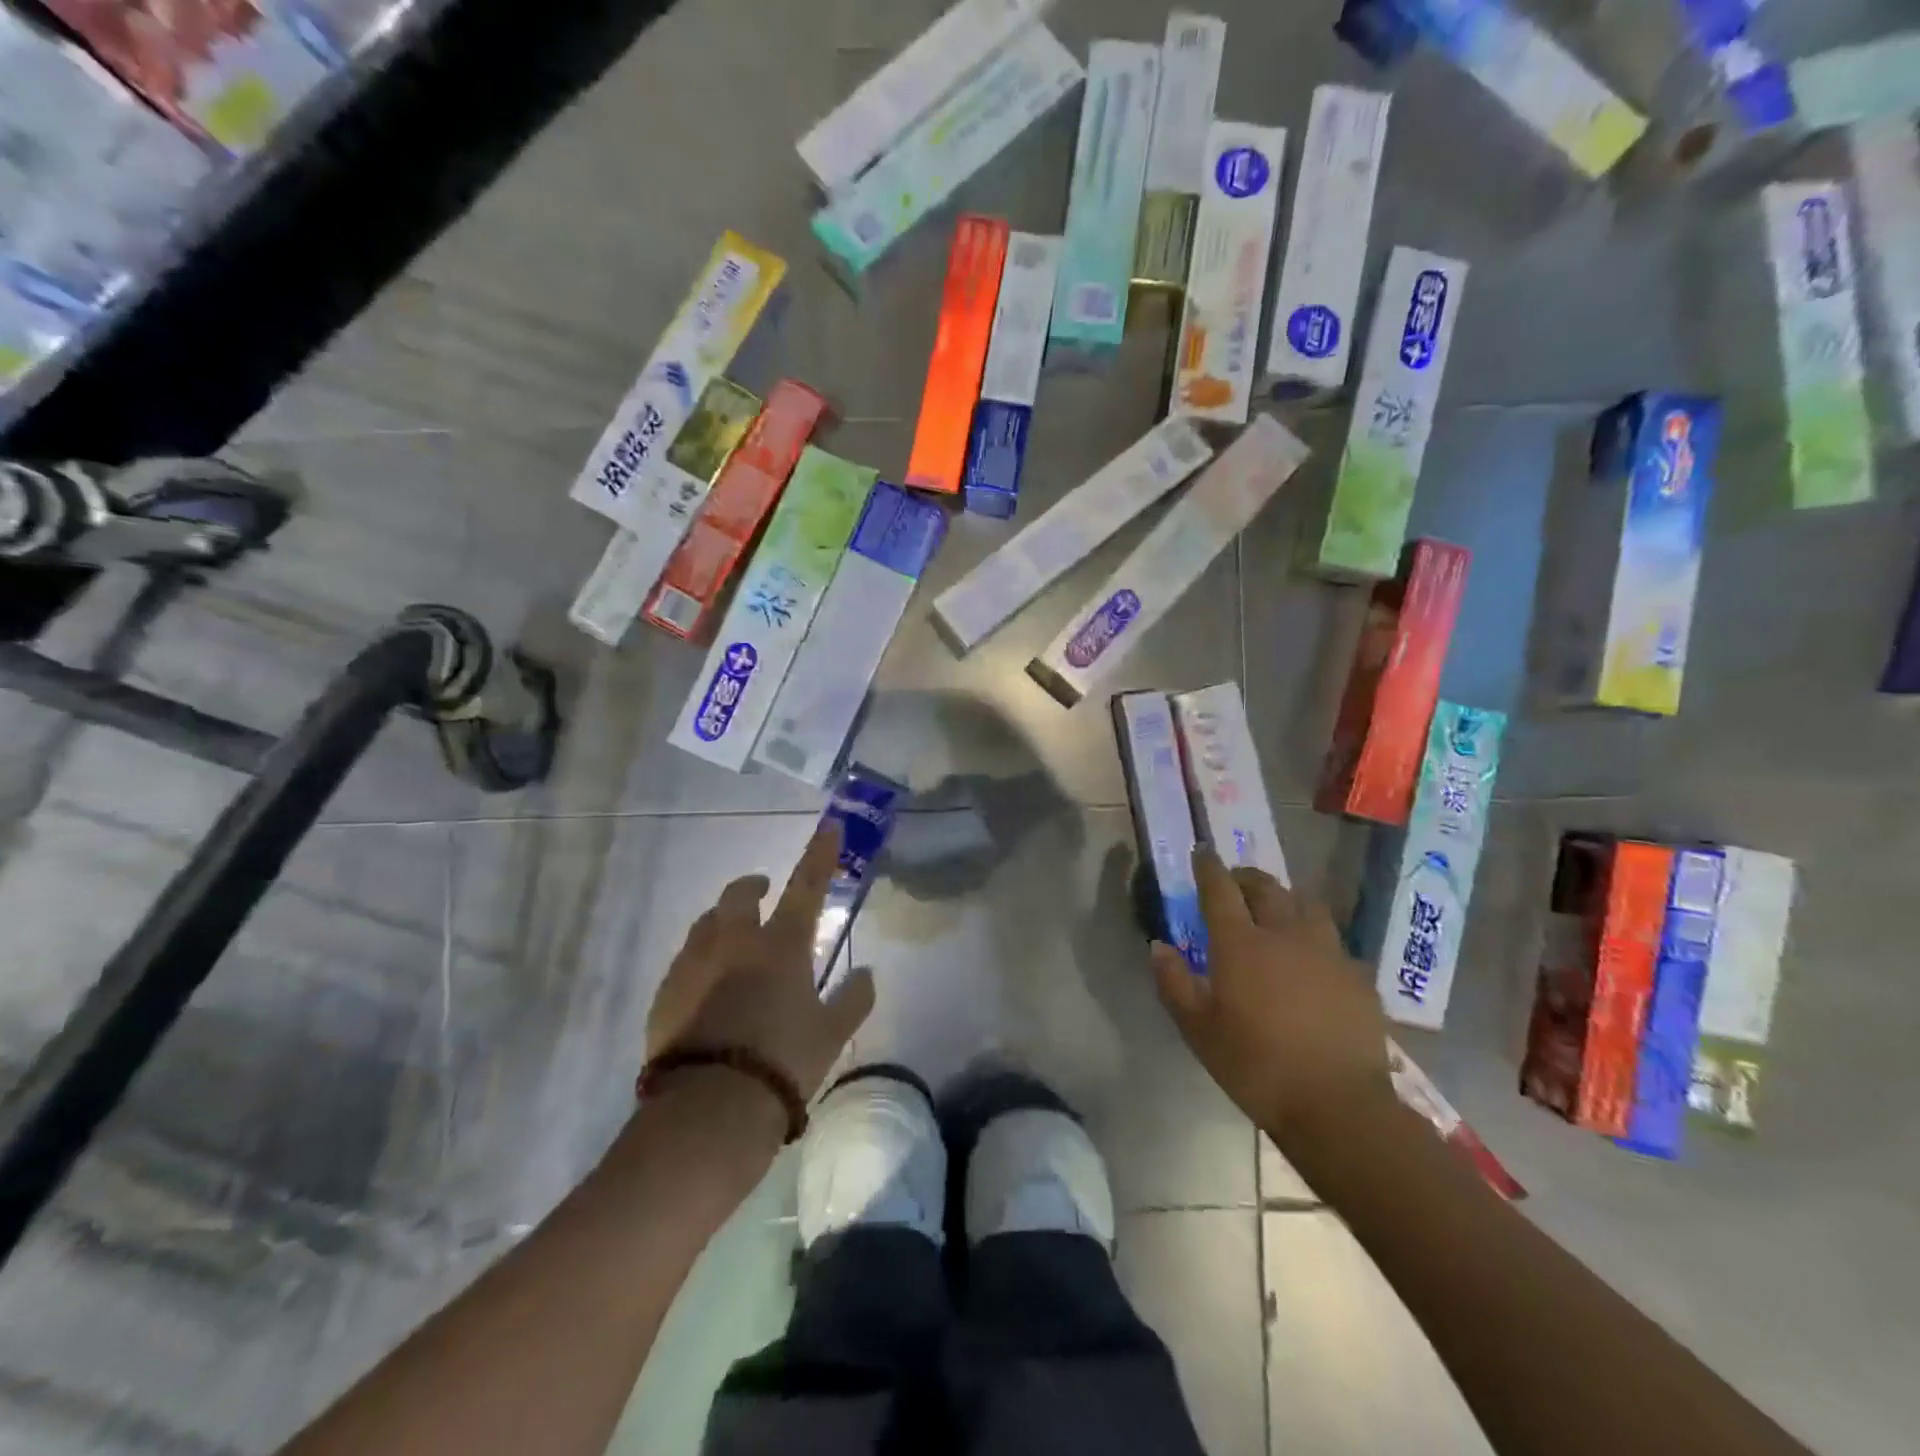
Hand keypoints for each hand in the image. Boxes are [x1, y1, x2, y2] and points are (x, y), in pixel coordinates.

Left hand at [647, 824, 875, 1101]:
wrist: (710, 1110)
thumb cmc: (783, 1063)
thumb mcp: (831, 1034)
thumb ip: (853, 999)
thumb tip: (866, 973)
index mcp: (780, 945)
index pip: (806, 886)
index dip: (820, 854)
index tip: (829, 826)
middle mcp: (734, 943)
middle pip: (739, 894)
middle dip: (753, 887)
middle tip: (764, 893)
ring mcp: (693, 965)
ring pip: (706, 923)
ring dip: (723, 921)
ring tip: (734, 941)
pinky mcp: (664, 994)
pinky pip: (685, 961)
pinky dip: (701, 960)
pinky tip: (707, 987)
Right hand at [1152, 851, 1391, 1147]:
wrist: (1339, 1105)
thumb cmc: (1256, 1066)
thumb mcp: (1198, 1030)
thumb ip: (1174, 982)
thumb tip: (1159, 946)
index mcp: (1241, 943)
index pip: (1220, 889)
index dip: (1208, 866)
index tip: (1201, 852)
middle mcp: (1285, 934)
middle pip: (1265, 887)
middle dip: (1245, 877)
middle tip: (1234, 883)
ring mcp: (1327, 951)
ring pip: (1305, 904)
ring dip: (1285, 898)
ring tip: (1275, 910)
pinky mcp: (1357, 975)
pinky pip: (1331, 939)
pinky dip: (1313, 934)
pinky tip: (1311, 957)